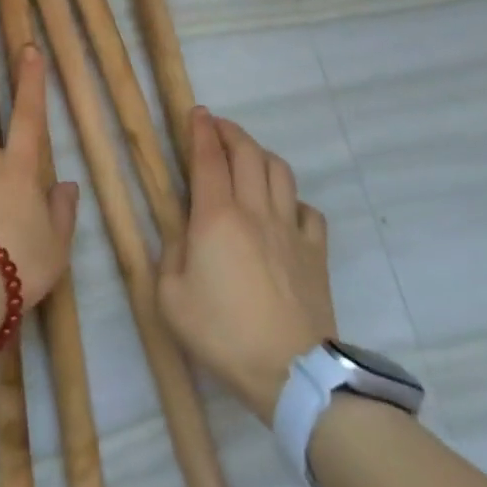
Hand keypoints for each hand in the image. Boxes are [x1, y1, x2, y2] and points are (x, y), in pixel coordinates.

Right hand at [159, 109, 335, 424]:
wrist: (291, 373)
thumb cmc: (223, 333)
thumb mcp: (171, 297)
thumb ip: (172, 253)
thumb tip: (184, 230)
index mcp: (216, 217)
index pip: (209, 158)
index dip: (201, 131)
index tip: (197, 113)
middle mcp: (255, 211)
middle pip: (248, 154)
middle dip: (231, 132)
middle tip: (218, 127)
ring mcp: (290, 230)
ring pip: (280, 172)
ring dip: (261, 155)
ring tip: (247, 157)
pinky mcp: (315, 252)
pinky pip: (307, 210)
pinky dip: (292, 199)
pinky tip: (283, 208)